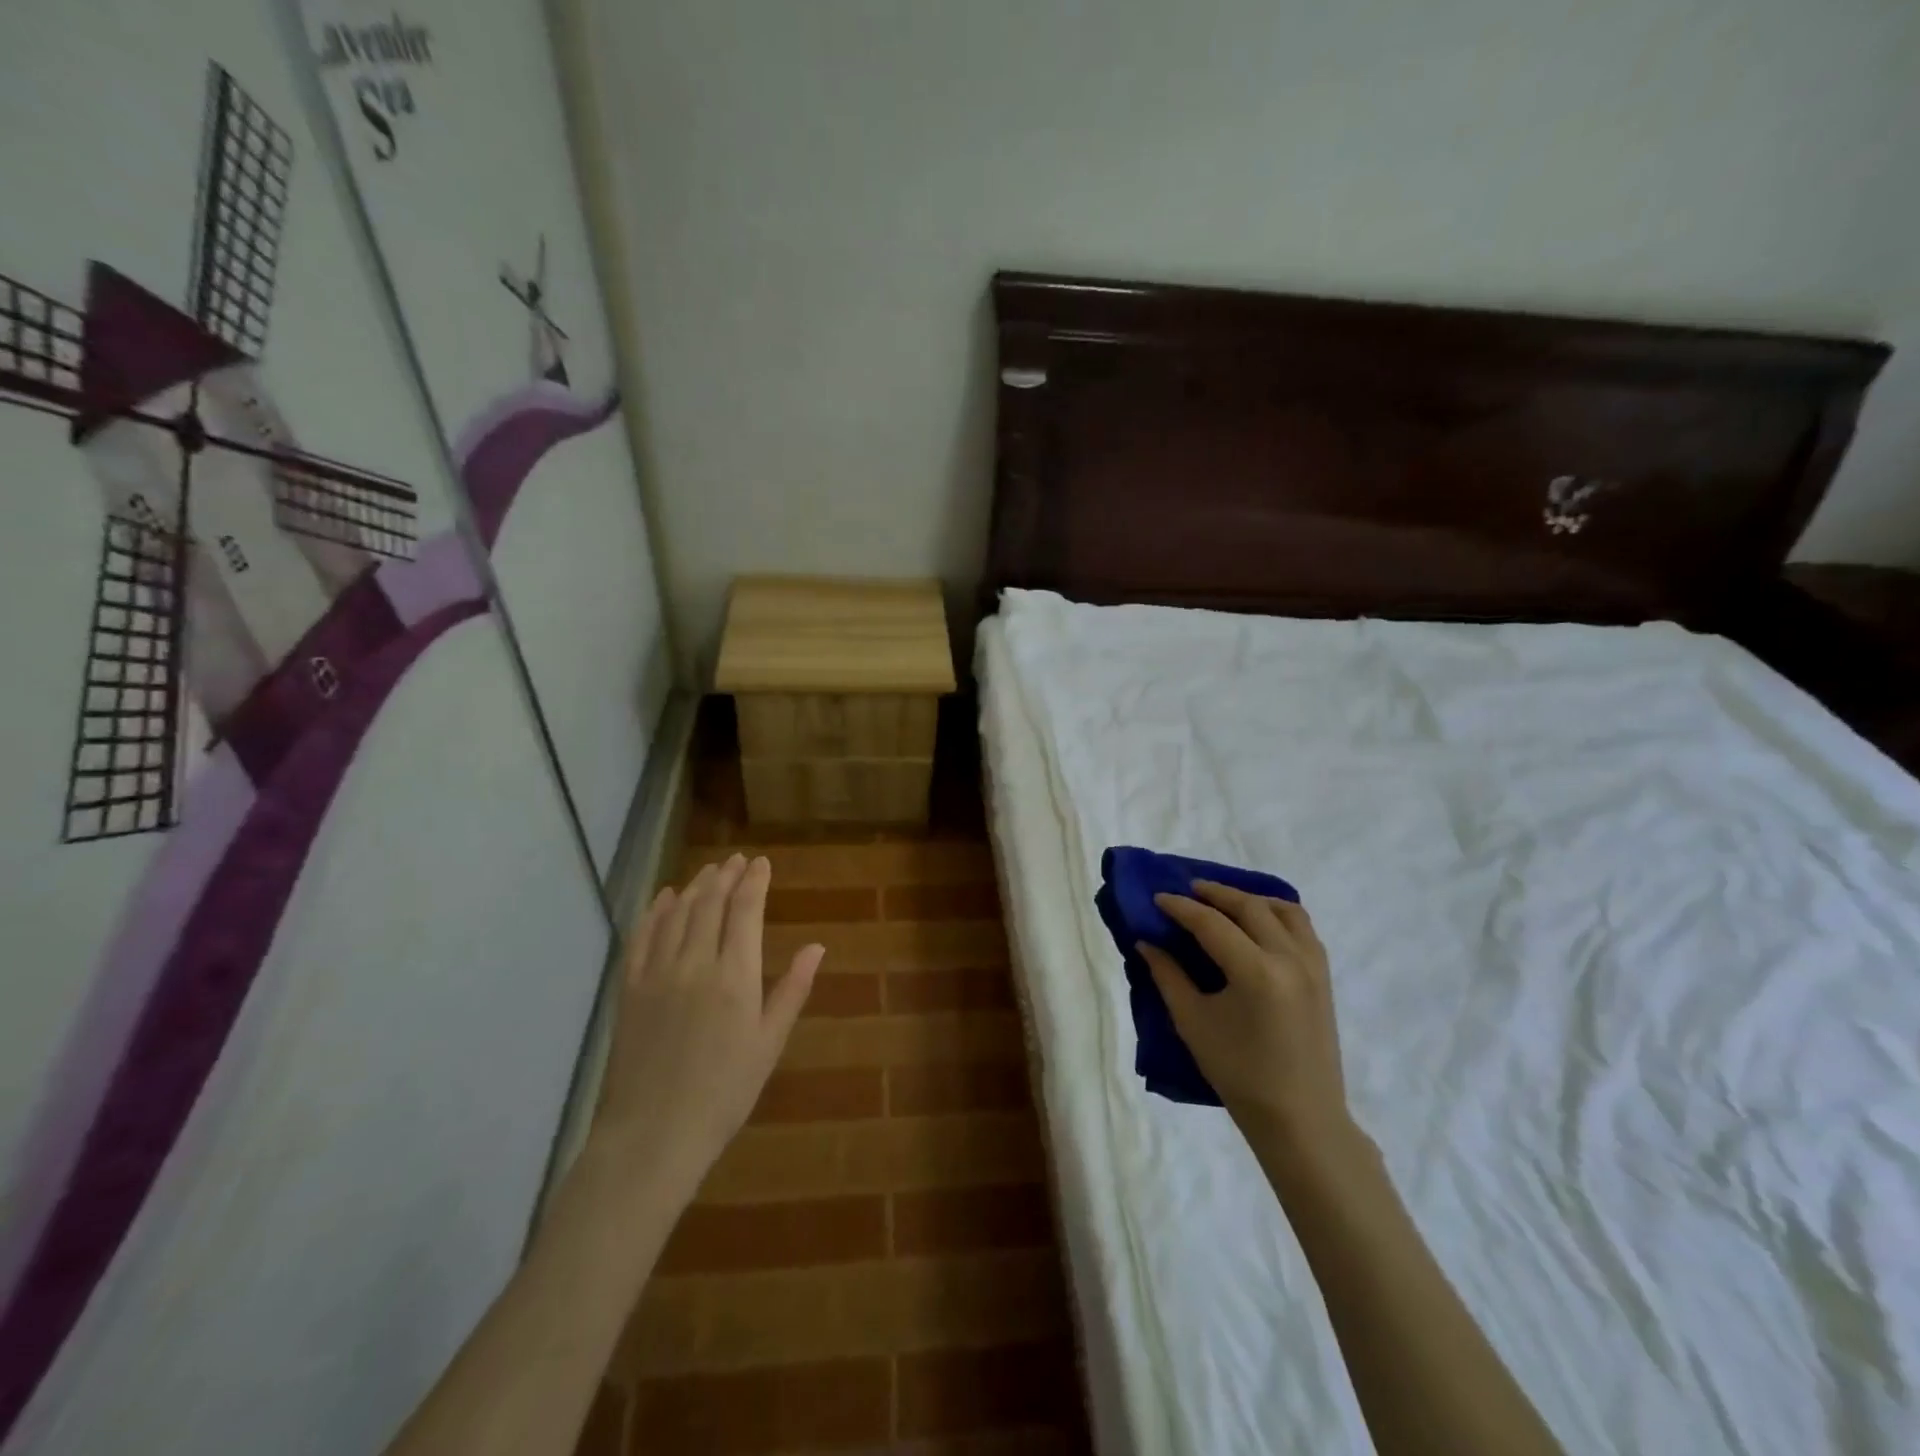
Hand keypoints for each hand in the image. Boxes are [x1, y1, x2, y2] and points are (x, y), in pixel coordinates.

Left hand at [589, 854, 822, 1188]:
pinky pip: (642, 937)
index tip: (762, 863)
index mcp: (735, 976)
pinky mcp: (630, 988)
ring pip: (677, 914)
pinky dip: (655, 911)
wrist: (653, 1134)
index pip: (745, 911)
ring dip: (695, 886)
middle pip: (710, 904)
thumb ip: (792, 990)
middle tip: (736, 860)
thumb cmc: (724, 1093)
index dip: (754, 882)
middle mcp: (695, 963)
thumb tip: (817, 946)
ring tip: (709, 871)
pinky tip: (664, 897)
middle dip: (726, 876)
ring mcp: (658, 973)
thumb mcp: (769, 1044)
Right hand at [1139, 882, 1354, 1158]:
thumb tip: (1146, 942)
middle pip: (1249, 907)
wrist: (1300, 1118)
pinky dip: (1278, 914)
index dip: (1181, 908)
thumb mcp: (1193, 1023)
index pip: (1211, 923)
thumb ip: (1168, 976)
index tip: (1158, 898)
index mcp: (1256, 972)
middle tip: (1187, 889)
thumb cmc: (1239, 1074)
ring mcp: (1313, 966)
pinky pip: (1302, 928)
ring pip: (1284, 910)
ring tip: (1224, 901)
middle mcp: (1289, 958)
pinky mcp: (1323, 976)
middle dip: (1214, 893)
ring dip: (1250, 898)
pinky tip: (1258, 923)